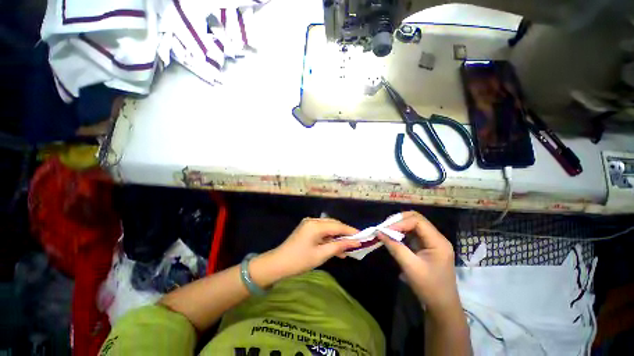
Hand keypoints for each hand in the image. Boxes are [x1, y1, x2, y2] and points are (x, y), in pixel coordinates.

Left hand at [251, 218, 359, 285]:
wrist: (278, 264)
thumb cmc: (299, 260)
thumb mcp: (321, 254)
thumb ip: (338, 246)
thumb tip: (354, 242)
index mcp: (315, 225)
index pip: (337, 226)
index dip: (350, 231)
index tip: (362, 236)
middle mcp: (313, 221)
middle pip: (333, 225)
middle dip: (345, 233)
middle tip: (356, 243)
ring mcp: (309, 224)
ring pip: (328, 229)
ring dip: (337, 238)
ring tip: (347, 249)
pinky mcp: (307, 229)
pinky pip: (322, 232)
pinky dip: (330, 239)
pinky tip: (336, 249)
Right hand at [378, 211, 458, 310]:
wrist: (442, 306)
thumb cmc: (429, 287)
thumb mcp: (410, 267)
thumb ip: (395, 247)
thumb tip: (379, 233)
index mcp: (438, 242)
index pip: (418, 221)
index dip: (400, 223)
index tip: (385, 229)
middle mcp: (437, 238)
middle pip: (417, 219)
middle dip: (399, 220)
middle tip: (385, 226)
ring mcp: (432, 242)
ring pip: (414, 224)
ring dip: (399, 225)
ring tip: (387, 230)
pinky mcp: (427, 246)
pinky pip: (413, 233)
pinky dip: (401, 232)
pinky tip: (393, 236)